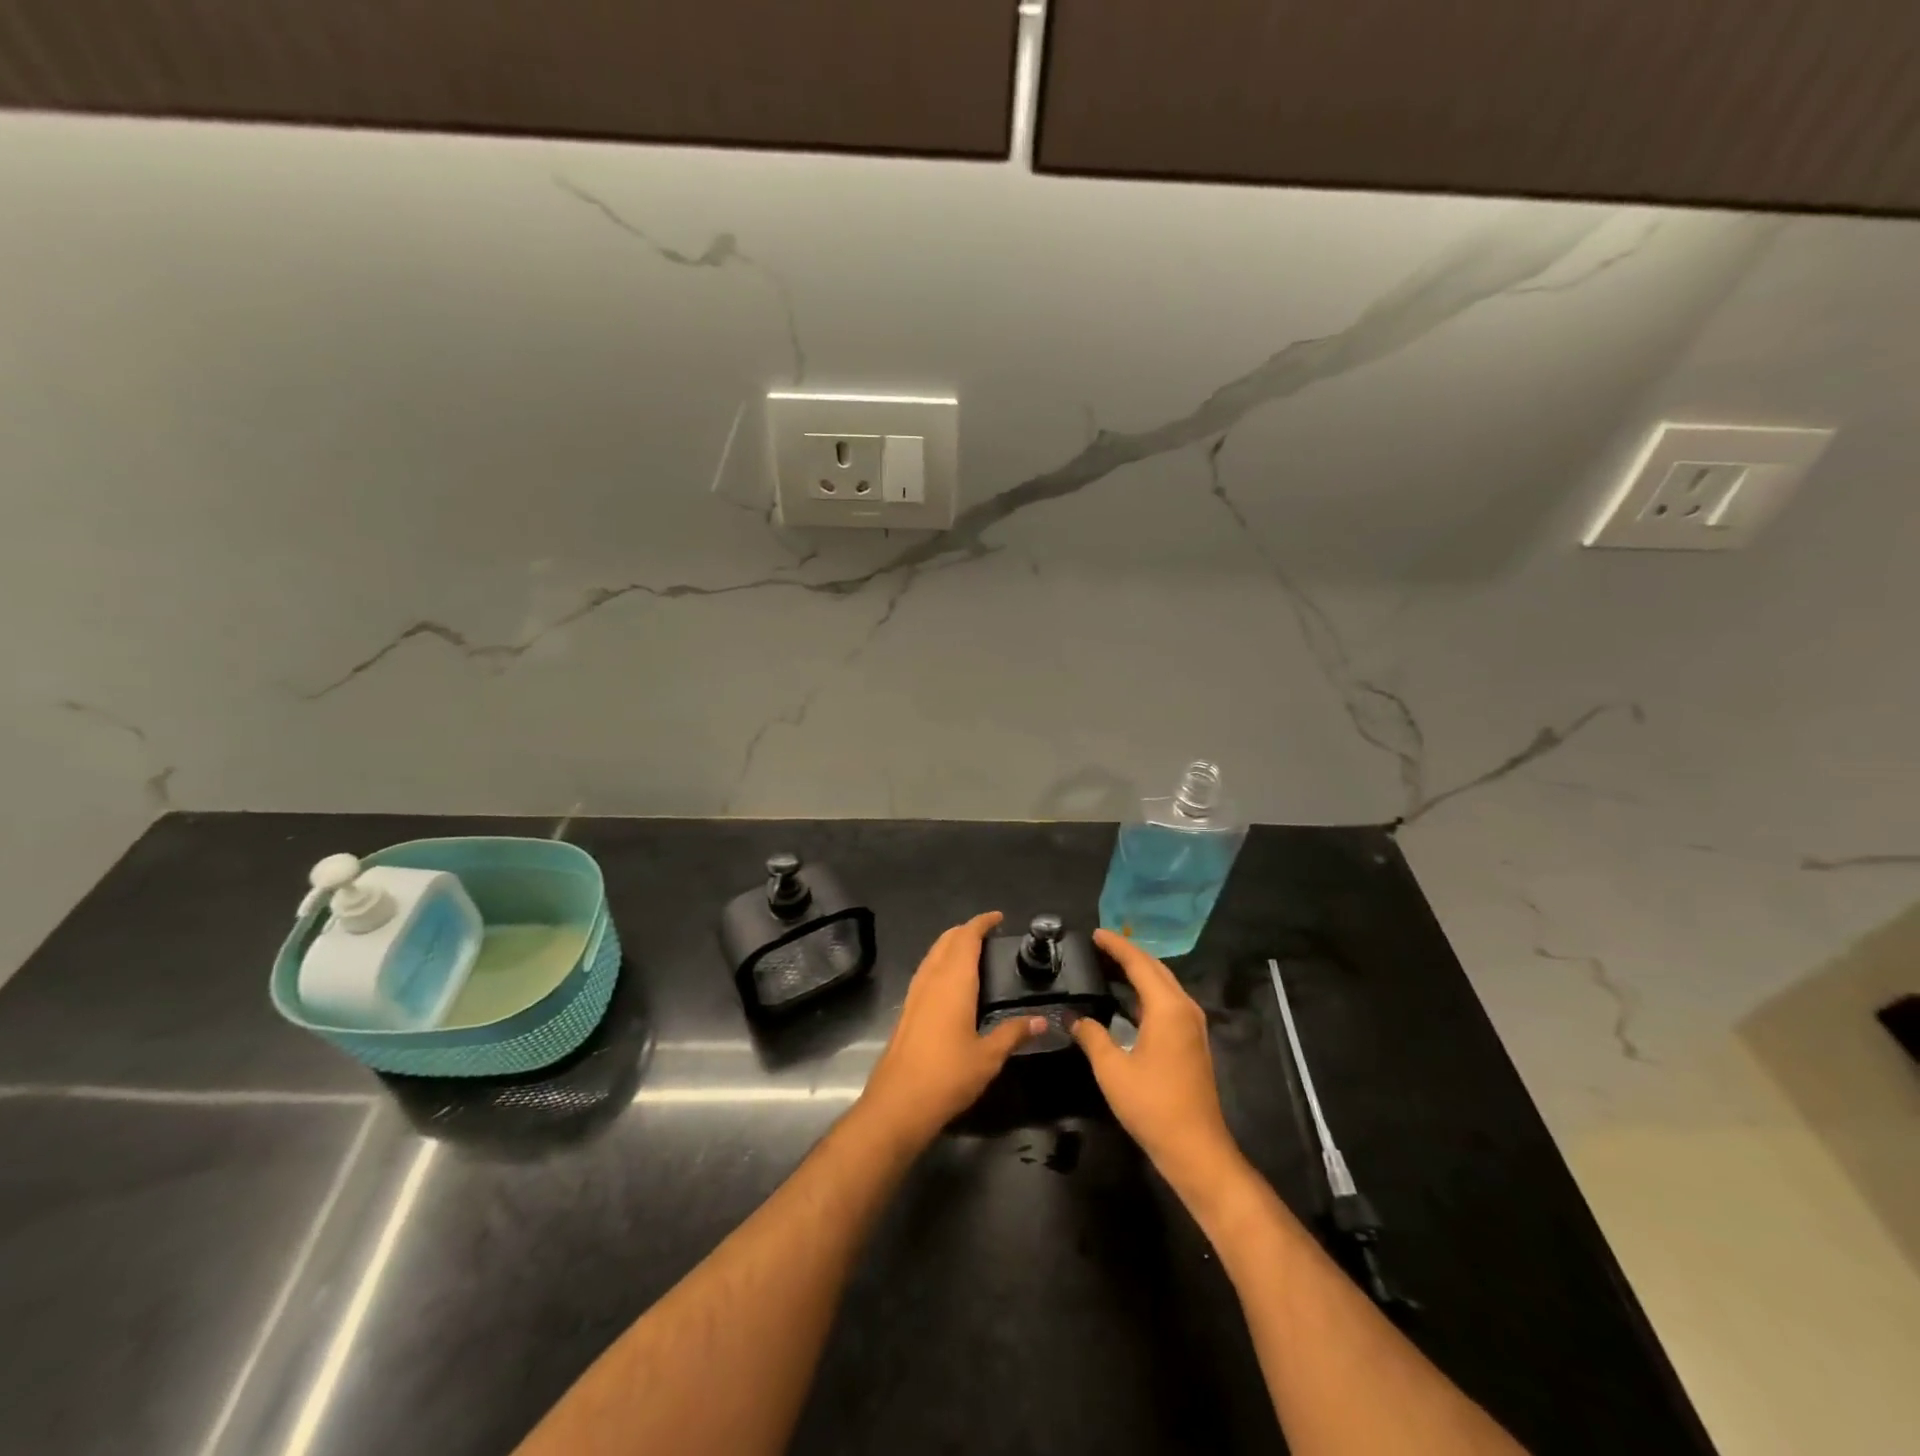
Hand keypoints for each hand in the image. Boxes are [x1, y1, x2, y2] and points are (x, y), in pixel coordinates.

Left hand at [857, 912, 1043, 1148]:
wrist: (898, 1102)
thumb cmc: (948, 1075)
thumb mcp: (989, 1057)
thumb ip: (1014, 1033)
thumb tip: (1043, 1021)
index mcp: (953, 982)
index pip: (966, 938)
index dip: (981, 923)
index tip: (998, 917)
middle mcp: (931, 979)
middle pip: (946, 940)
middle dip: (966, 930)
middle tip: (989, 934)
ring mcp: (915, 993)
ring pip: (933, 954)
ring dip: (951, 945)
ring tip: (973, 952)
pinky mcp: (907, 1009)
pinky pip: (926, 971)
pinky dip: (941, 962)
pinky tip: (951, 982)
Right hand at [1072, 930, 1245, 1197]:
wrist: (1195, 1148)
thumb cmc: (1152, 1105)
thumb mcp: (1112, 1069)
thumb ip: (1091, 1036)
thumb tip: (1073, 1017)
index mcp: (1167, 1008)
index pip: (1139, 963)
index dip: (1116, 946)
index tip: (1095, 933)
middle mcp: (1184, 1008)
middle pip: (1155, 968)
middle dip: (1128, 954)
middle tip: (1098, 946)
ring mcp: (1192, 1025)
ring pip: (1164, 984)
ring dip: (1138, 972)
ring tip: (1109, 965)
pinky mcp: (1192, 1041)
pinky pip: (1167, 1001)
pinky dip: (1146, 991)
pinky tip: (1126, 998)